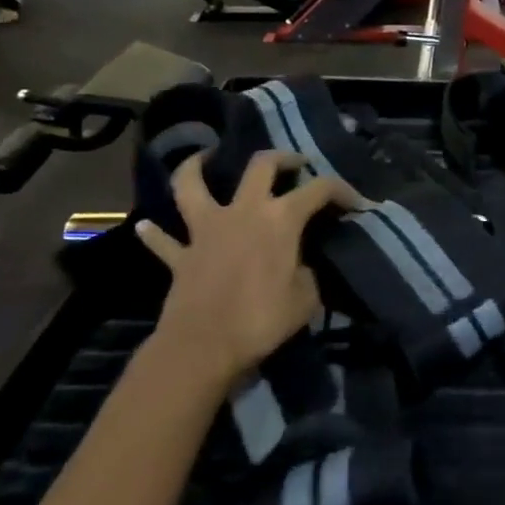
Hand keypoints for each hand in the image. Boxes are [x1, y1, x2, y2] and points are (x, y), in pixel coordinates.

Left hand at [134, 151, 369, 385]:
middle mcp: (243, 211)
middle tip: (294, 163)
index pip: (320, 190)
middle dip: (282, 158)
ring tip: (205, 157)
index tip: (358, 203)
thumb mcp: (306, 298)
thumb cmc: (262, 319)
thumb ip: (307, 272)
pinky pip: (163, 240)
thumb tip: (299, 266)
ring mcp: (206, 229)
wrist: (203, 347)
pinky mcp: (180, 255)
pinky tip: (146, 226)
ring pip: (192, 185)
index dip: (343, 191)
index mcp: (280, 218)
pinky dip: (156, 233)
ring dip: (196, 167)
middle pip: (261, 165)